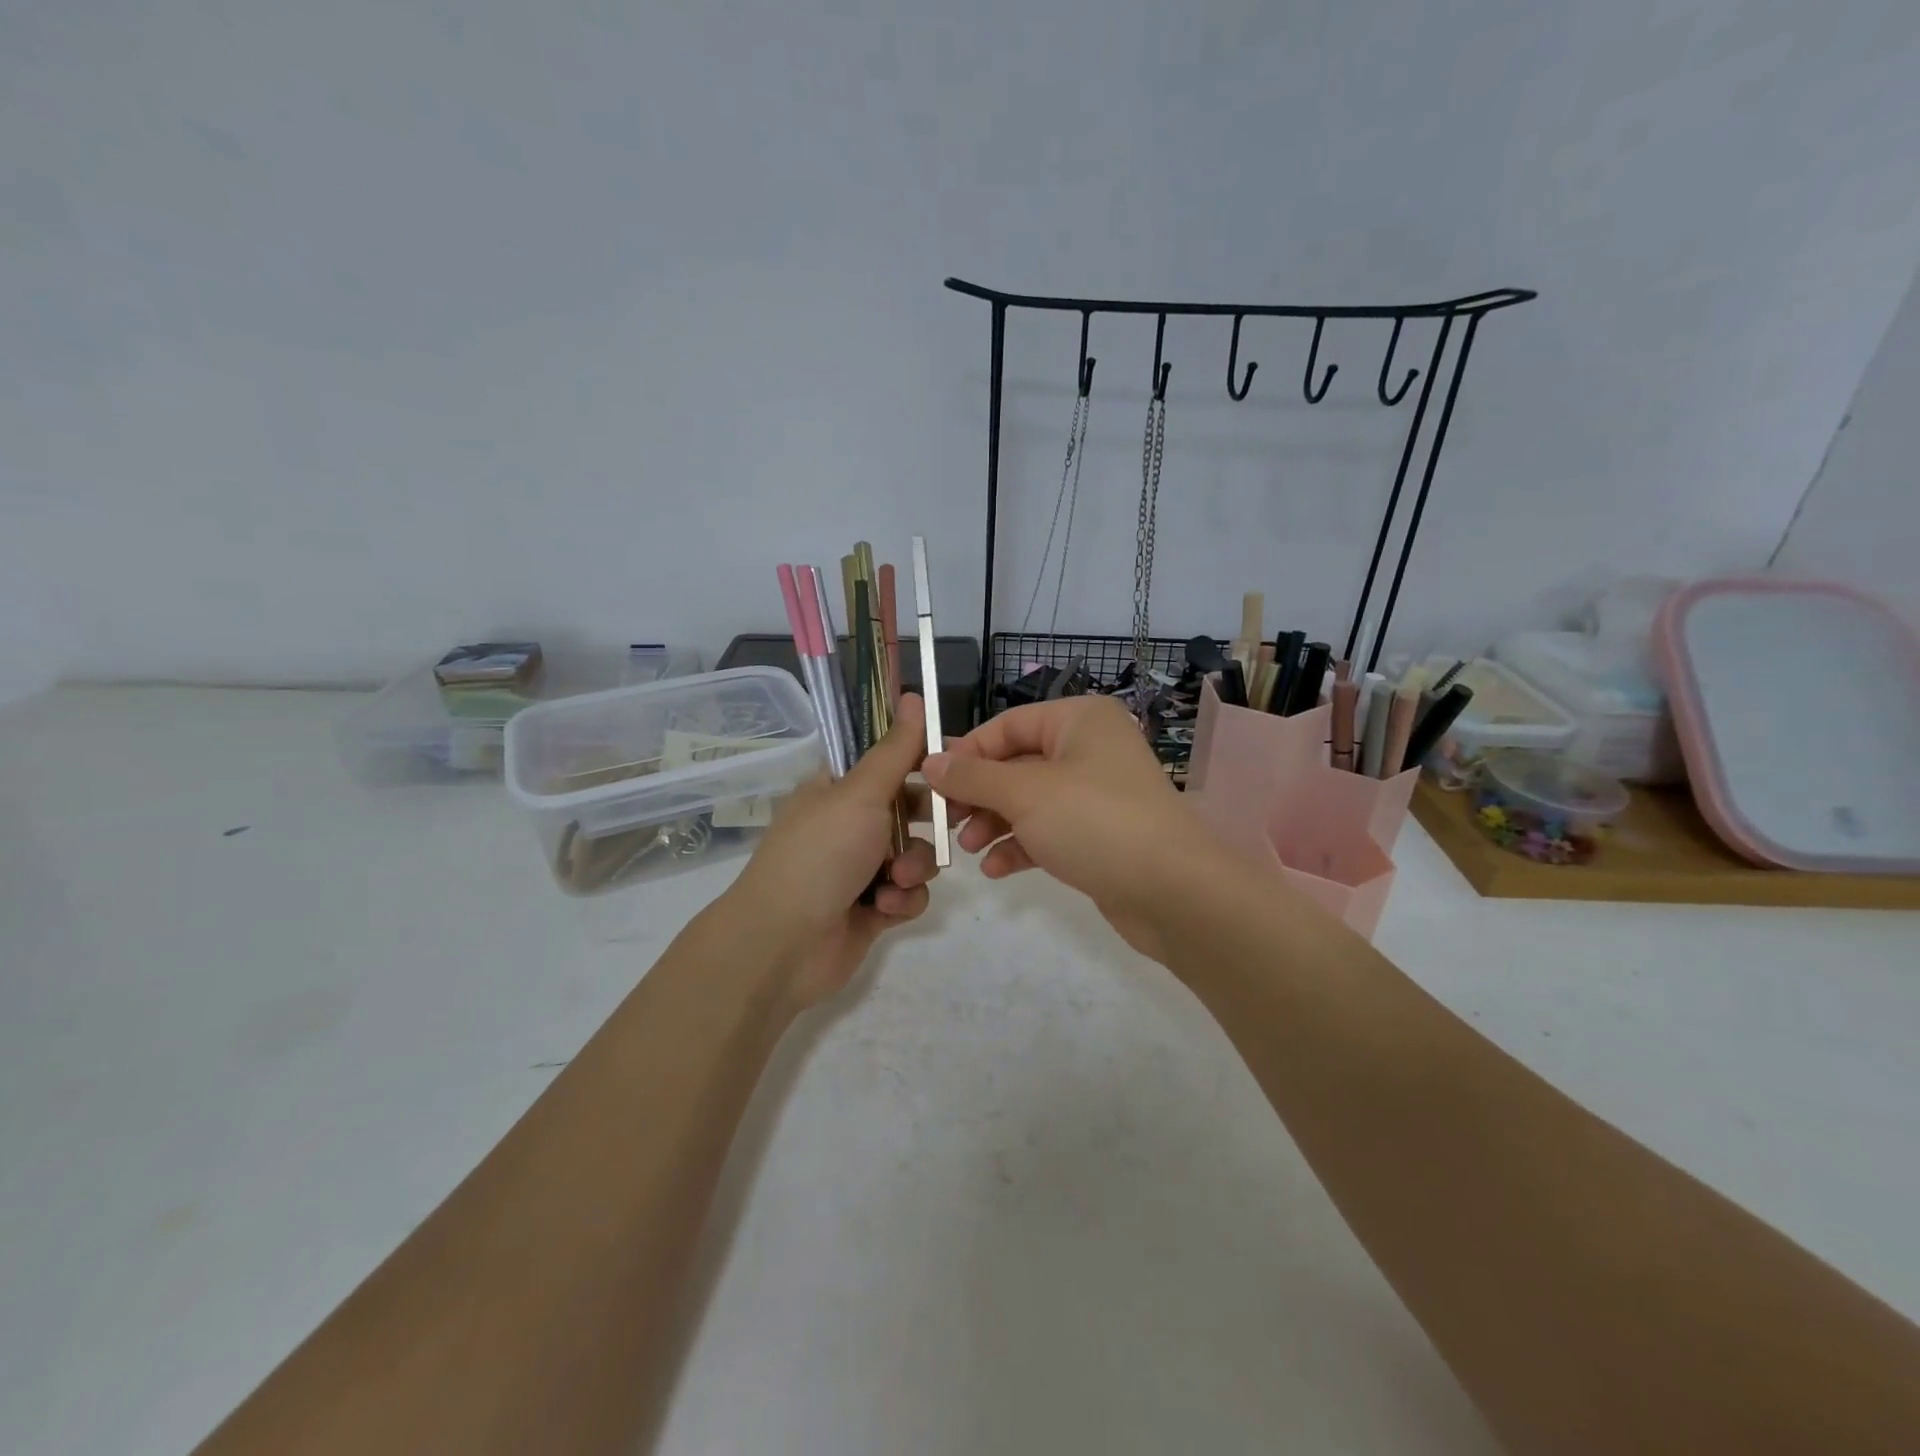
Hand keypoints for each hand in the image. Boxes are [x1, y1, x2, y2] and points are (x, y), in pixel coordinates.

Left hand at [724, 694, 939, 1007]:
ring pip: (915, 853)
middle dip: (929, 819)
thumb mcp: (860, 793)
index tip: (951, 763)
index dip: (919, 760)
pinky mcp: (873, 908)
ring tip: (896, 879)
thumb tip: (913, 695)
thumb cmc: (820, 855)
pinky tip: (886, 908)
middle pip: (909, 808)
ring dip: (914, 865)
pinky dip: (903, 899)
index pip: (886, 760)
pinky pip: (909, 893)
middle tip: (952, 819)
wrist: (784, 943)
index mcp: (837, 789)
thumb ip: (895, 750)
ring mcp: (861, 868)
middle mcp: (849, 824)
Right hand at [923, 695, 1227, 963]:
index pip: (1007, 725)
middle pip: (1016, 764)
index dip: (967, 752)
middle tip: (947, 822)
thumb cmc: (1095, 822)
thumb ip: (972, 777)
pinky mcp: (1099, 834)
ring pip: (1029, 801)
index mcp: (1079, 720)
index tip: (931, 783)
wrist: (1173, 892)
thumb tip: (929, 762)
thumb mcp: (1024, 794)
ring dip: (995, 823)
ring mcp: (1096, 794)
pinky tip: (997, 870)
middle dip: (979, 795)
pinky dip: (1021, 846)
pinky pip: (1049, 831)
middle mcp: (1089, 749)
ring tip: (969, 849)